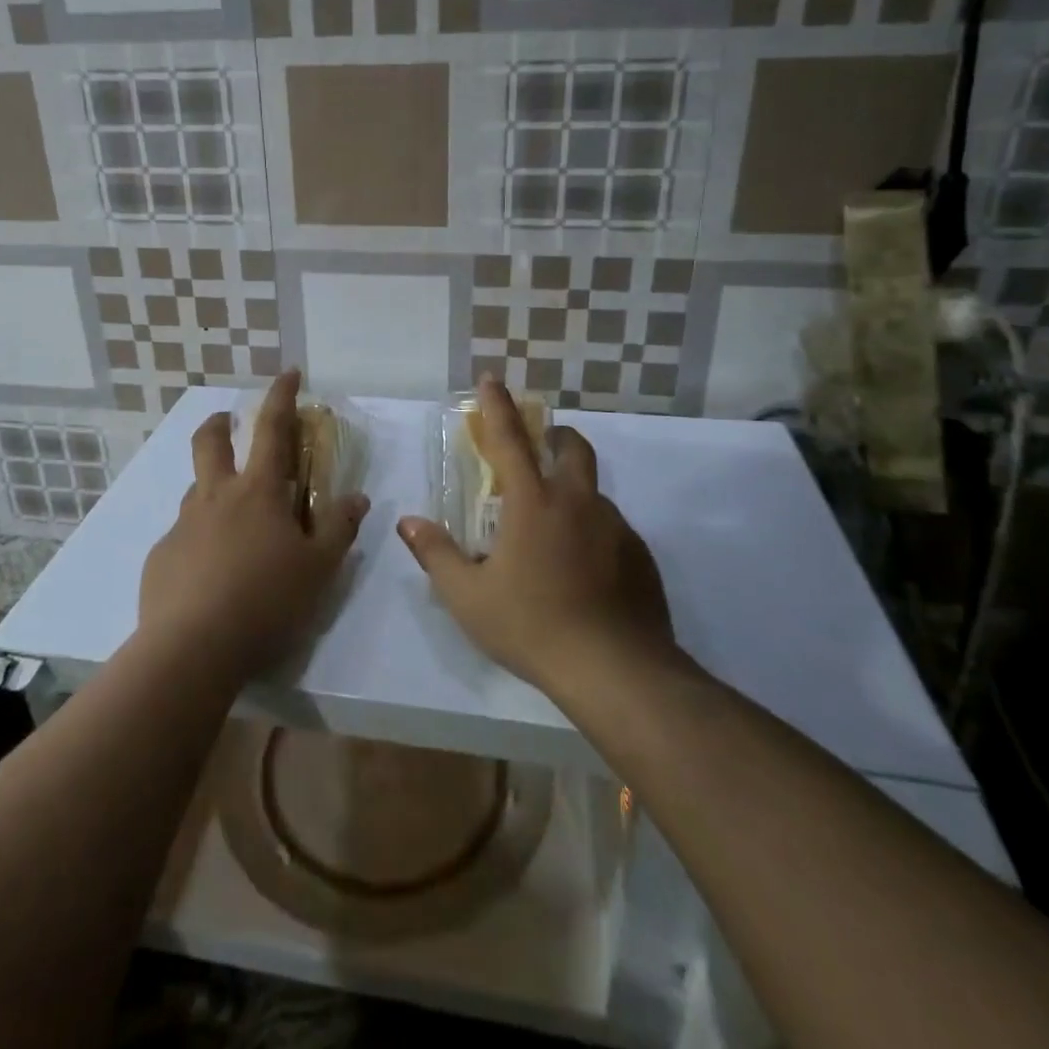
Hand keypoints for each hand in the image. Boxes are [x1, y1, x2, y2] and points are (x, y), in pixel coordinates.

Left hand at [139, 370, 369, 679]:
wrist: (192, 649)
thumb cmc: (266, 601)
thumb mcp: (319, 568)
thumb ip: (339, 528)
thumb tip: (357, 497)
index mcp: (258, 492)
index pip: (273, 429)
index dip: (282, 396)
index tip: (289, 373)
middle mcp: (215, 497)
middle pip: (210, 442)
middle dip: (220, 423)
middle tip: (228, 423)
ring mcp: (183, 526)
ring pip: (195, 488)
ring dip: (211, 483)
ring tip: (230, 513)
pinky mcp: (161, 557)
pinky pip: (183, 535)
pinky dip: (199, 537)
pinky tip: (209, 572)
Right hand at [397, 378, 681, 699]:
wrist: (615, 670)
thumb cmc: (532, 626)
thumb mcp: (468, 596)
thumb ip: (436, 554)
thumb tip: (408, 522)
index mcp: (533, 504)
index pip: (510, 440)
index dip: (498, 406)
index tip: (492, 378)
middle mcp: (577, 503)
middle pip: (572, 447)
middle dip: (554, 434)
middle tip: (540, 446)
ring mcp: (615, 527)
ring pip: (593, 492)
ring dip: (573, 491)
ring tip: (555, 529)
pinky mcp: (640, 556)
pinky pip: (612, 529)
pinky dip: (594, 531)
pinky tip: (584, 569)